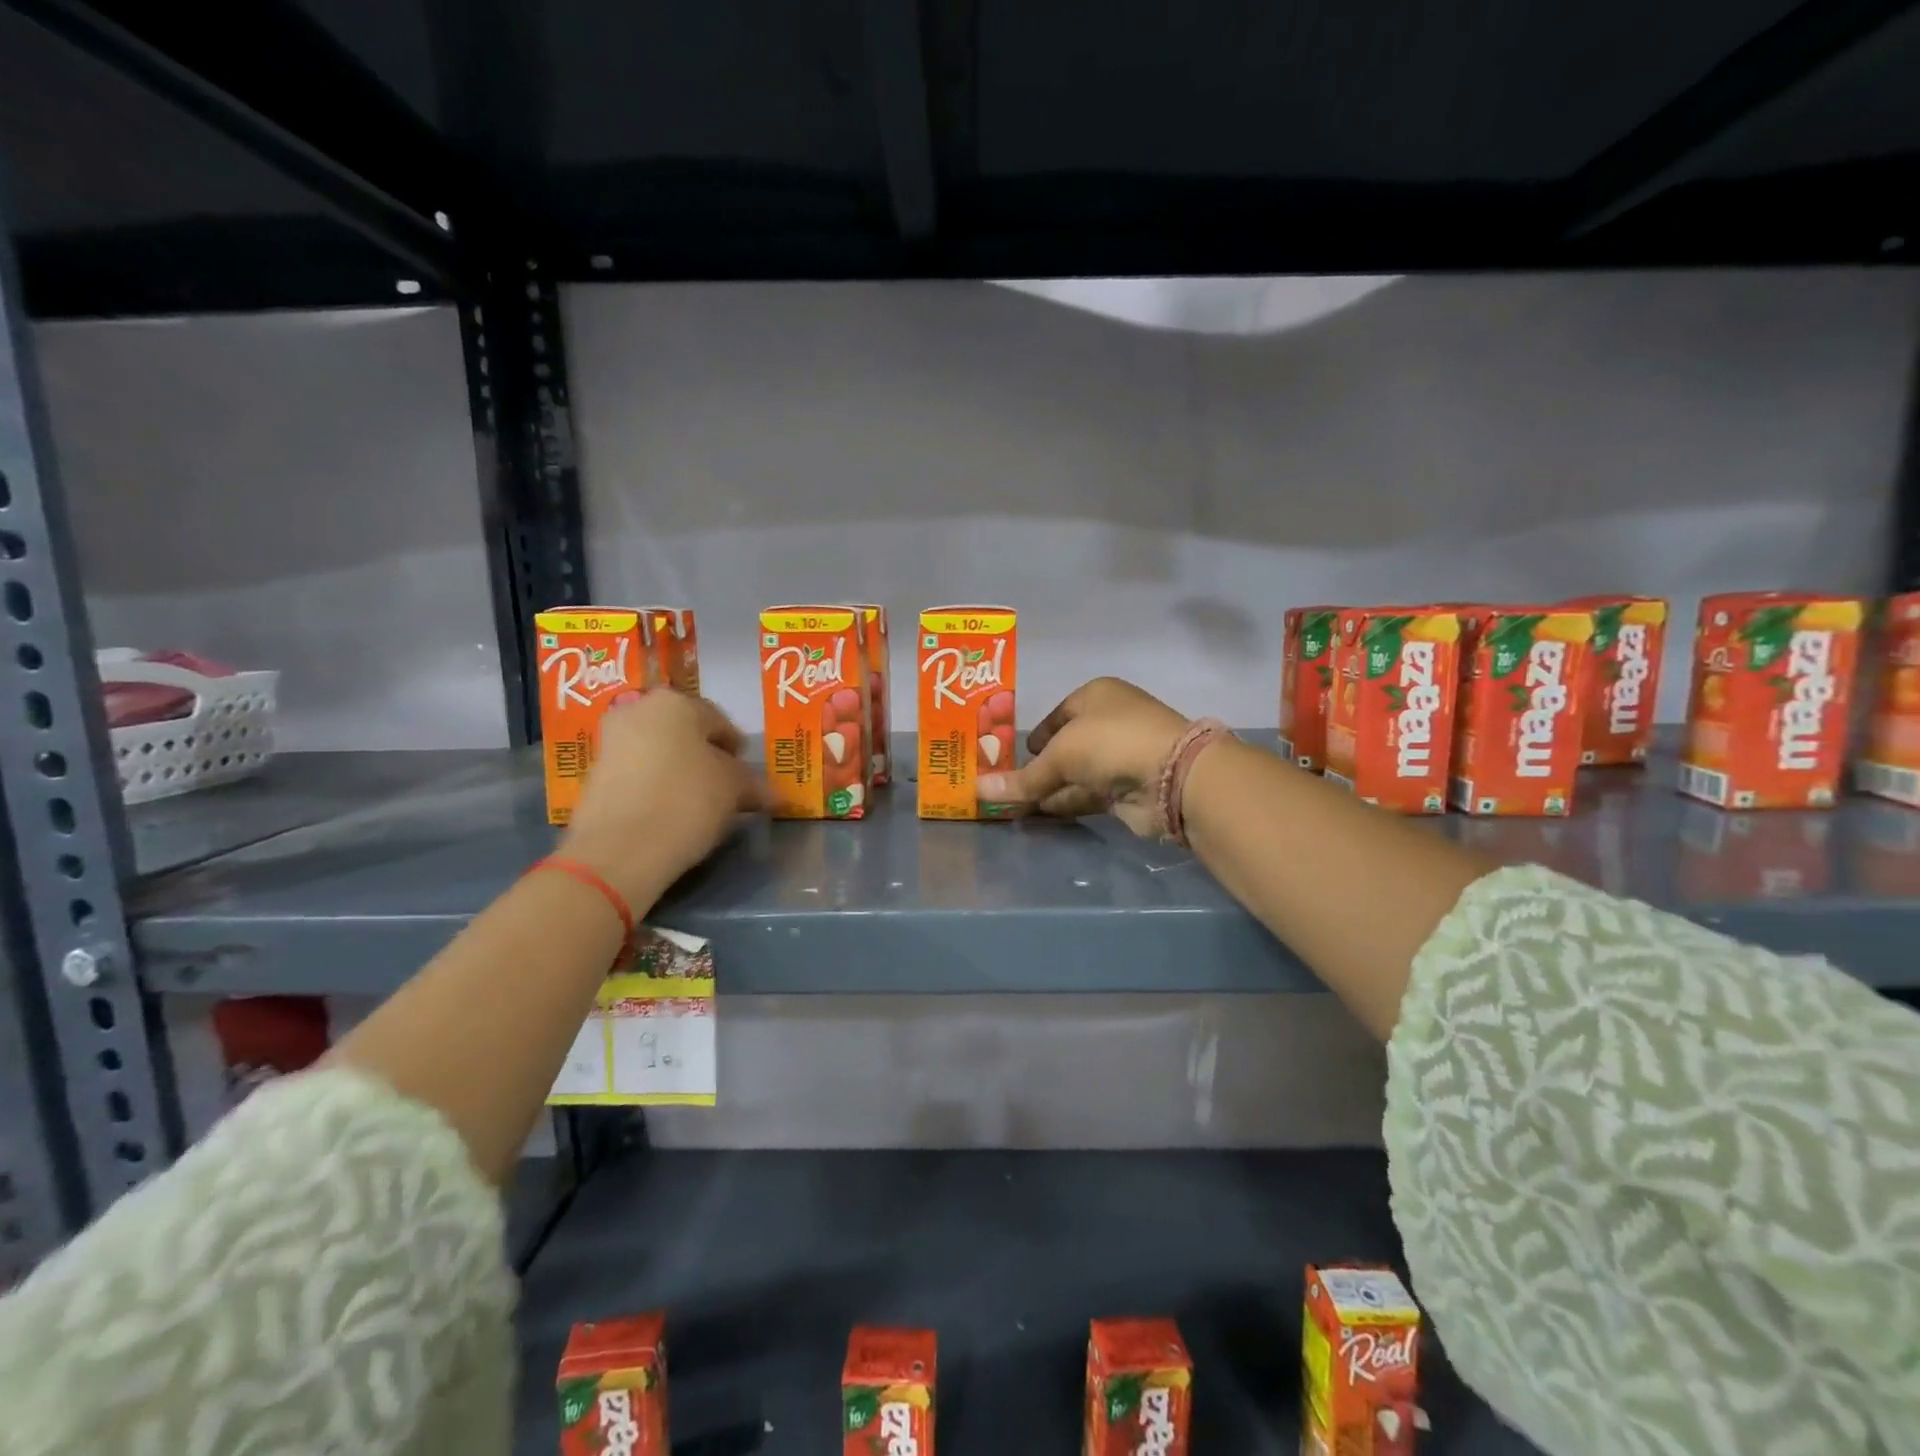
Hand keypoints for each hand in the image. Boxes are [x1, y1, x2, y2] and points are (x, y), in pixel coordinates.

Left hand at [560, 690, 765, 900]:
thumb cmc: (687, 801)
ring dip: (679, 771)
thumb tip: (772, 793)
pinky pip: (637, 773)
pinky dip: (655, 785)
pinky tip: (670, 811)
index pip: (720, 721)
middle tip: (724, 787)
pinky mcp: (594, 774)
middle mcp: (638, 710)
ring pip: (659, 752)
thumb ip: (752, 783)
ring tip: (698, 803)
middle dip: (705, 757)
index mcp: (676, 702)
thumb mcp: (734, 790)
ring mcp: (610, 741)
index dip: (737, 750)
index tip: (747, 776)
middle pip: (685, 733)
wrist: (620, 848)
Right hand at [975, 677, 1187, 837]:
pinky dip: (1063, 803)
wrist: (1172, 776)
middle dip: (1037, 767)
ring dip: (1047, 790)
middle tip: (1004, 785)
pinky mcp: (1126, 789)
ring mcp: (1120, 757)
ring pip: (1074, 774)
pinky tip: (1036, 815)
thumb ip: (1022, 778)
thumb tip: (977, 789)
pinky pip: (1085, 794)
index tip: (1009, 756)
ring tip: (1010, 806)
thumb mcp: (1059, 755)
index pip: (1057, 714)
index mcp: (1095, 696)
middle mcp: (1108, 722)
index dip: (1035, 735)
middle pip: (1064, 746)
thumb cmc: (1110, 743)